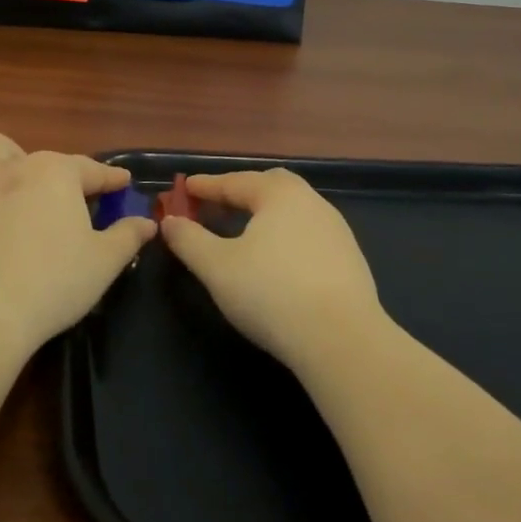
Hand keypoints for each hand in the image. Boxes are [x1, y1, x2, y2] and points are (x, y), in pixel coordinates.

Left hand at [0, 132, 155, 363]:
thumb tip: (146, 222)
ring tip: (18, 186)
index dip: (110, 179)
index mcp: (57, 173)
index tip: (122, 184)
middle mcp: (15, 165)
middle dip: (60, 176)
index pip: (91, 170)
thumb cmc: (52, 284)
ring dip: (10, 159)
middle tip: (69, 207)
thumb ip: (127, 236)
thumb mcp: (103, 263)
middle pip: (44, 159)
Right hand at [160, 168, 383, 370]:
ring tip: (244, 233)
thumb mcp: (216, 267)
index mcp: (279, 194)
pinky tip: (277, 261)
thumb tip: (170, 221)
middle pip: (271, 186)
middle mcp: (312, 202)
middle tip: (217, 205)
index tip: (185, 188)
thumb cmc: (271, 294)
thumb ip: (189, 240)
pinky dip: (285, 237)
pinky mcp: (350, 260)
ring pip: (293, 211)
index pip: (235, 181)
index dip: (206, 186)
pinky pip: (308, 235)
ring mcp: (336, 231)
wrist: (342, 340)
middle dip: (241, 192)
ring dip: (265, 215)